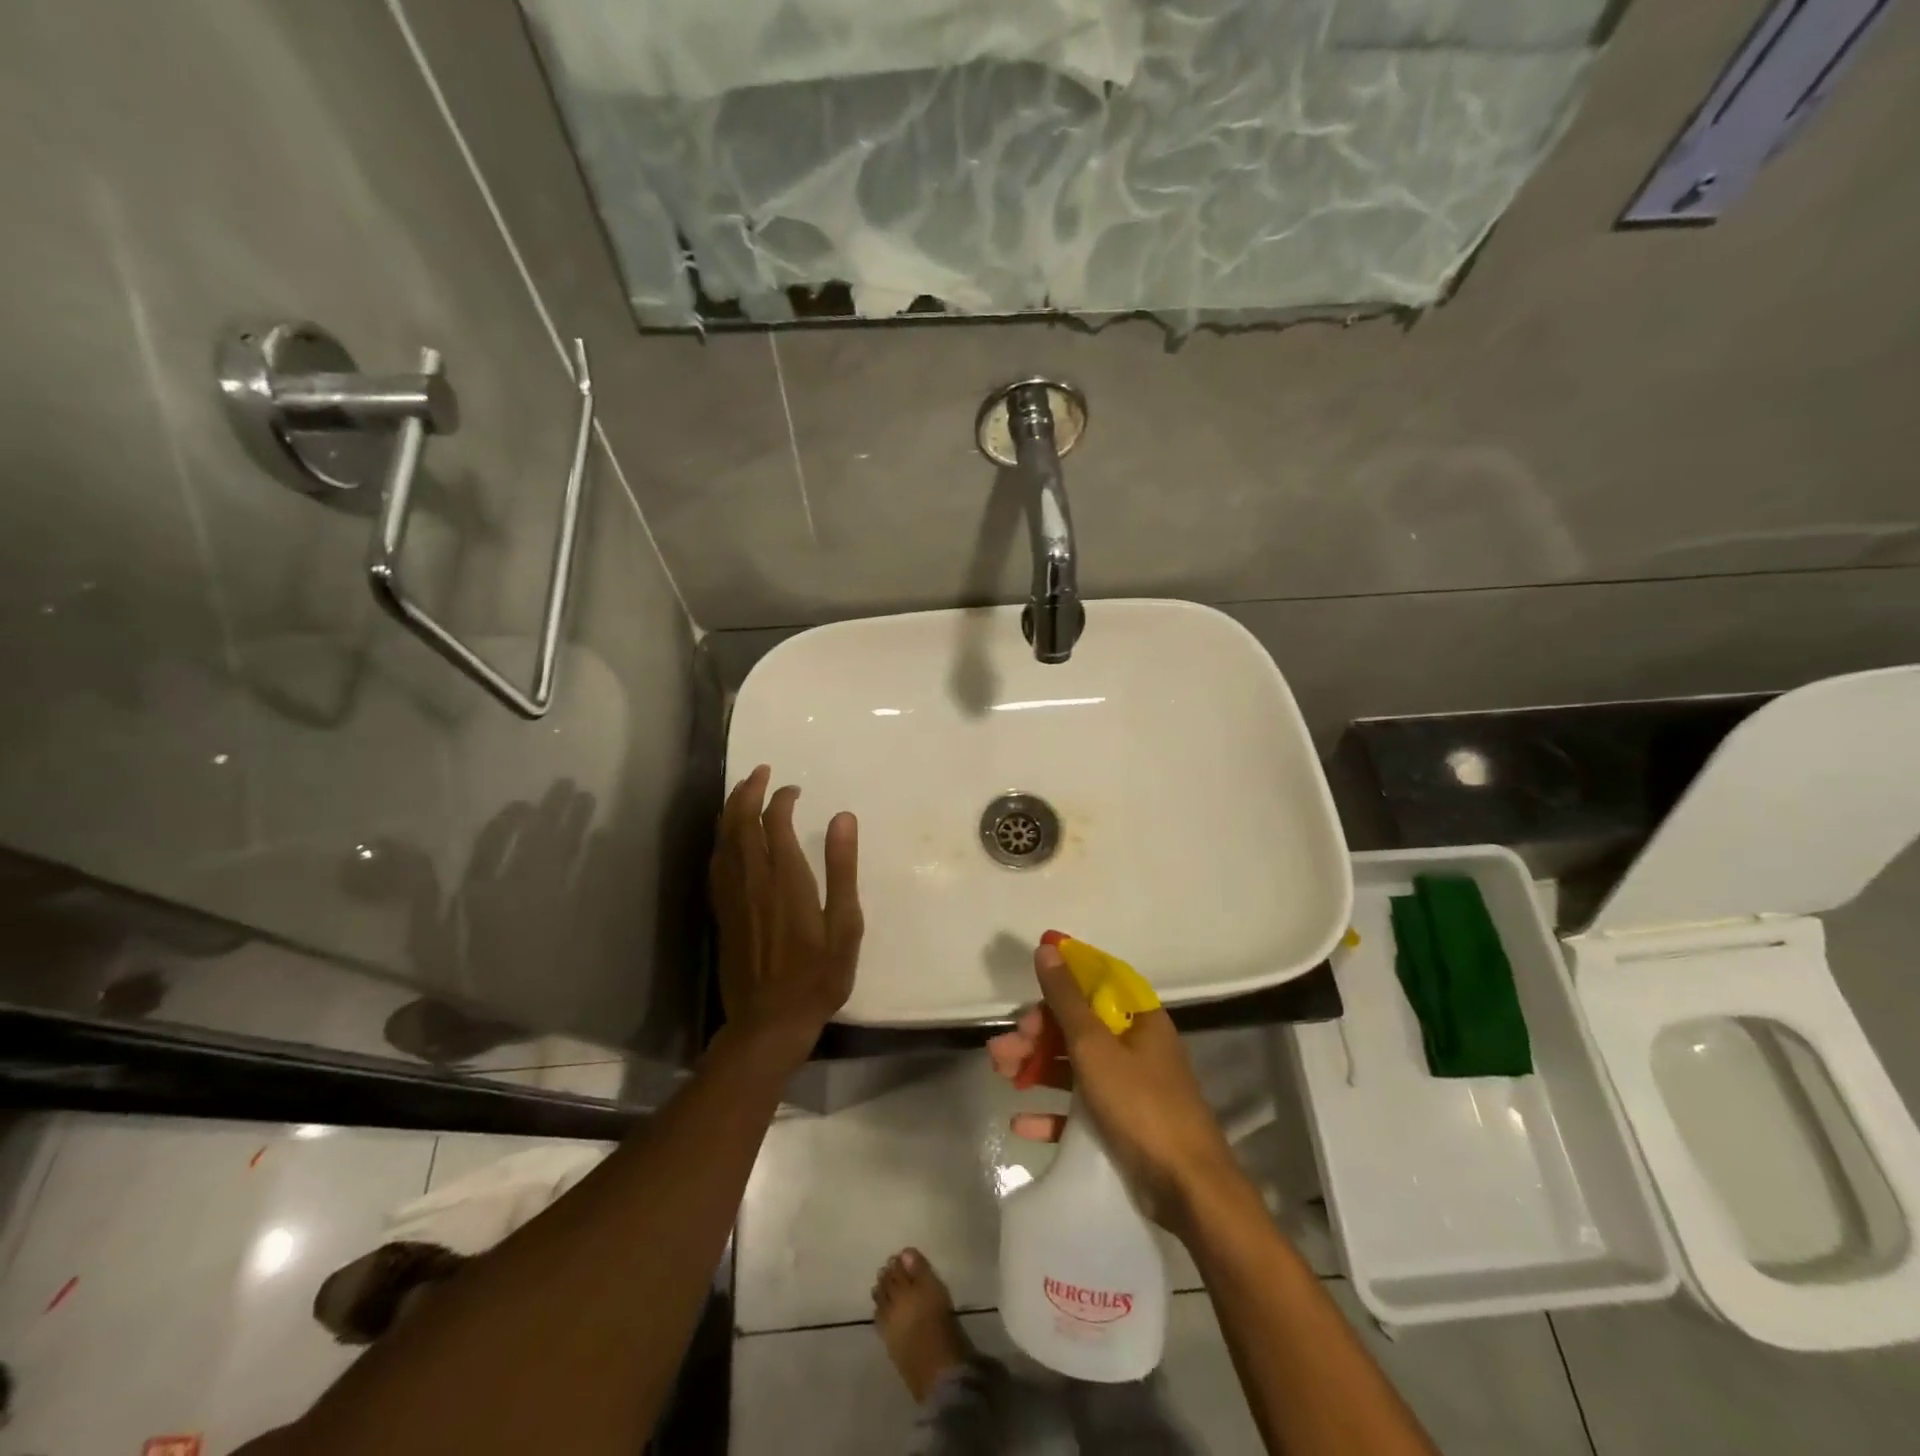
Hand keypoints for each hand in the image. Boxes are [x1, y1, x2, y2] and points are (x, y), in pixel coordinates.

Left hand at [709, 765, 862, 1067]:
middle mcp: (753, 880)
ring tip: (741, 791)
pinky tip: (725, 837)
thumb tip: (843, 818)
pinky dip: (720, 840)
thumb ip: (842, 869)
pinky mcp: (721, 913)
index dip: (781, 799)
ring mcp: (732, 897)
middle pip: (741, 823)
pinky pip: (715, 864)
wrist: (769, 1022)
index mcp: (786, 879)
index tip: (794, 789)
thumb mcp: (844, 924)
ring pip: (723, 840)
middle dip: (748, 791)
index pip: (776, 822)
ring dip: (730, 810)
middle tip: (760, 772)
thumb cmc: (818, 976)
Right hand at [988, 941, 1242, 1236]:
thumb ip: (1066, 999)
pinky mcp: (1122, 1126)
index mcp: (1138, 1019)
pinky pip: (1080, 1111)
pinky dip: (1052, 1113)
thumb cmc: (1141, 1105)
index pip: (1096, 983)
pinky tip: (1020, 1122)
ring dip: (1036, 1067)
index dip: (1062, 976)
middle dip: (1036, 1033)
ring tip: (1001, 1074)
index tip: (1028, 979)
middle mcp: (1135, 1047)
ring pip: (1074, 1066)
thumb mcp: (1095, 1047)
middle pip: (1077, 1027)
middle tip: (1002, 1048)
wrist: (1188, 1191)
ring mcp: (1129, 1088)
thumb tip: (1047, 948)